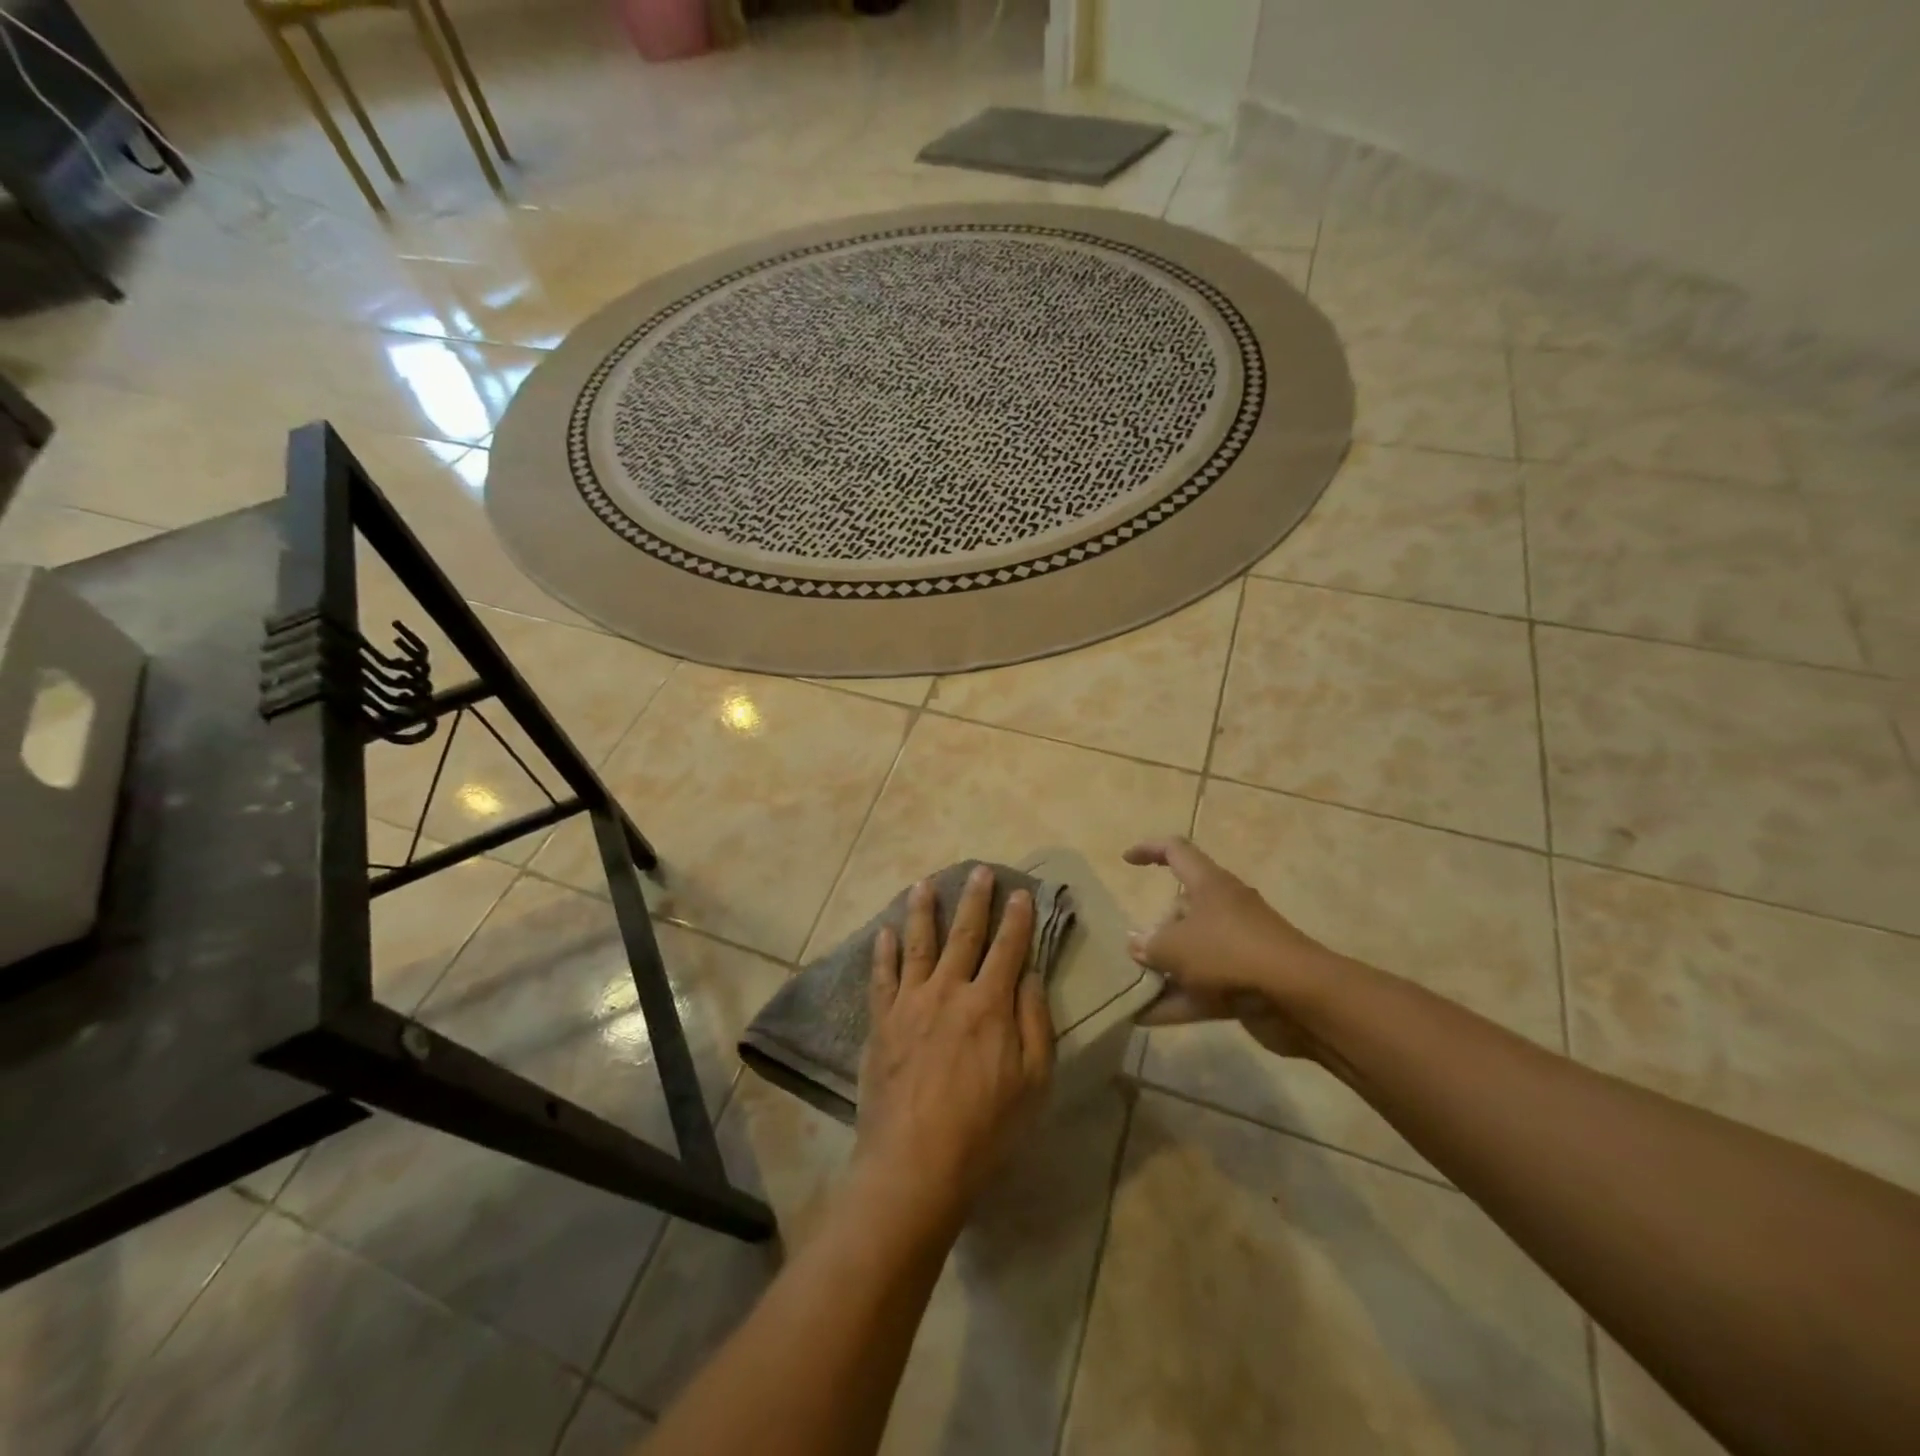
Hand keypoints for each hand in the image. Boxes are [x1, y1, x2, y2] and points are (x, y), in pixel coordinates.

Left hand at [855, 867, 1054, 1235]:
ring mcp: (910, 1003)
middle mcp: (948, 991)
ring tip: (923, 883)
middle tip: (979, 871)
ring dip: (922, 910)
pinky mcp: (881, 1023)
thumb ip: (1034, 1023)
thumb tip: (1030, 975)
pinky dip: (883, 952)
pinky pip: (881, 977)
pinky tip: (884, 932)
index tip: (1020, 891)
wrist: (915, 1164)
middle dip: (974, 900)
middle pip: (963, 935)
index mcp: (989, 1004)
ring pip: (917, 944)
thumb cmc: (985, 1129)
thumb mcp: (1033, 1083)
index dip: (1016, 918)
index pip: (1008, 948)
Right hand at [1123, 837, 1345, 1058]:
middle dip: (1156, 930)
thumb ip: (1150, 945)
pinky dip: (1176, 1001)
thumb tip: (1137, 944)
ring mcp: (1237, 947)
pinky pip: (1202, 988)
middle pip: (1182, 909)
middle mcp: (1224, 909)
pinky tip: (1144, 1018)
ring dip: (1164, 970)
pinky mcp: (1245, 982)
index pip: (1176, 852)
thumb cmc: (1230, 953)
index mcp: (1209, 884)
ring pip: (1192, 952)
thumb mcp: (1175, 946)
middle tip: (1133, 952)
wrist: (1299, 998)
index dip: (1149, 850)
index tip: (1126, 860)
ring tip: (1131, 986)